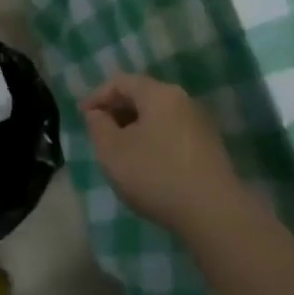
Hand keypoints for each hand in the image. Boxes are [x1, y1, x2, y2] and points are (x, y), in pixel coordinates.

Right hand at [80, 74, 245, 234]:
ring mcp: (199, 124)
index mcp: (159, 94)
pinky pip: (171, 134)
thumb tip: (98, 113)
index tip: (81, 117)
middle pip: (142, 96)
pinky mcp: (208, 148)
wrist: (212, 212)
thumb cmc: (155, 174)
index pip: (121, 82)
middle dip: (116, 112)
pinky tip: (145, 166)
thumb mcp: (111, 150)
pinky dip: (152, 141)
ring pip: (157, 117)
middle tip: (98, 134)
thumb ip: (97, 125)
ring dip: (134, 129)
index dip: (97, 96)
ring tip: (119, 153)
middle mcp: (183, 101)